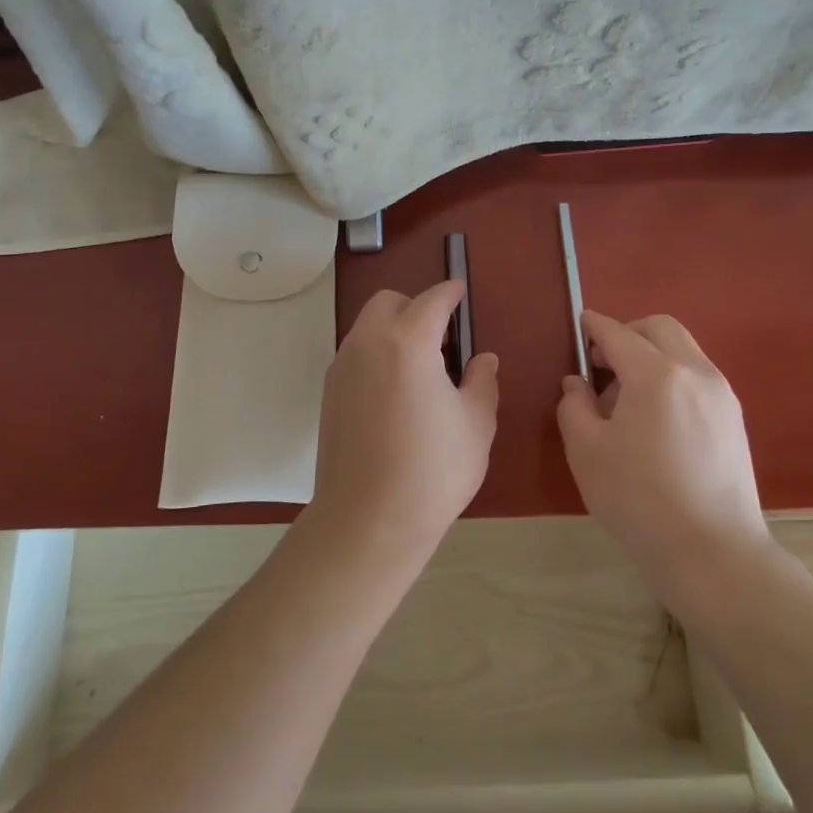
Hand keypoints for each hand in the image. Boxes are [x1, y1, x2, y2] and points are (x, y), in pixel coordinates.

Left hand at [304, 280, 497, 566]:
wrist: (367, 521)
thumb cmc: (432, 471)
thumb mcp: (475, 425)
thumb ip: (481, 382)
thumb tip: (483, 360)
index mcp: (408, 342)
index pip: (431, 300)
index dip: (450, 293)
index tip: (460, 292)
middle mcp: (368, 343)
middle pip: (389, 302)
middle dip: (416, 307)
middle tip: (442, 339)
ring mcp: (342, 367)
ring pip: (368, 326)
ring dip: (394, 330)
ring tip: (421, 369)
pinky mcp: (329, 392)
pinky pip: (356, 353)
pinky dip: (377, 354)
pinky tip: (395, 393)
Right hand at [556, 310, 770, 596]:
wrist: (713, 553)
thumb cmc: (639, 500)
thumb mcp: (587, 452)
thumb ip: (574, 406)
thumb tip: (577, 384)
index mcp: (656, 374)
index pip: (618, 334)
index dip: (595, 326)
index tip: (580, 324)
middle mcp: (695, 372)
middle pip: (660, 328)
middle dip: (627, 333)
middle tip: (602, 364)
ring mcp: (721, 395)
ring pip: (683, 350)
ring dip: (651, 356)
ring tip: (627, 399)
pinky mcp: (733, 419)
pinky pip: (697, 376)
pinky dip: (672, 376)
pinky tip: (655, 419)